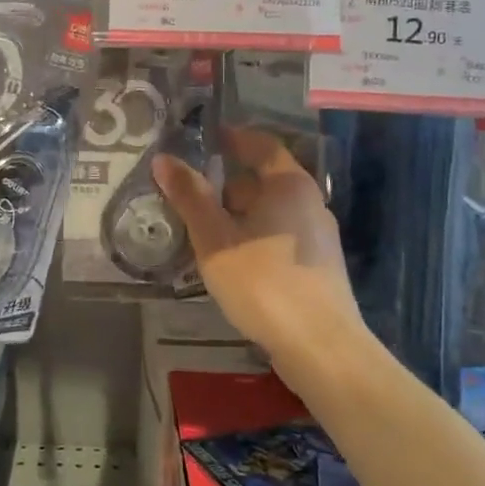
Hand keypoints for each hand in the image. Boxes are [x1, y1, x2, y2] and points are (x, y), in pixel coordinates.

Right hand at [153, 127, 368, 391]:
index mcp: (289, 184)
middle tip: (189, 192)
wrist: (320, 347)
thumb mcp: (215, 238)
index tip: (203, 138)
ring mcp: (318, 236)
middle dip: (226, 183)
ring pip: (270, 211)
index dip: (232, 138)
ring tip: (202, 229)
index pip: (260, 144)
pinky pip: (278, 236)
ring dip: (237, 214)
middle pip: (264, 179)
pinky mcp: (318, 266)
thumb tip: (164, 159)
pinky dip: (252, 236)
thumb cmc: (264, 282)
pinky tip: (230, 260)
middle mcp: (310, 202)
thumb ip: (190, 197)